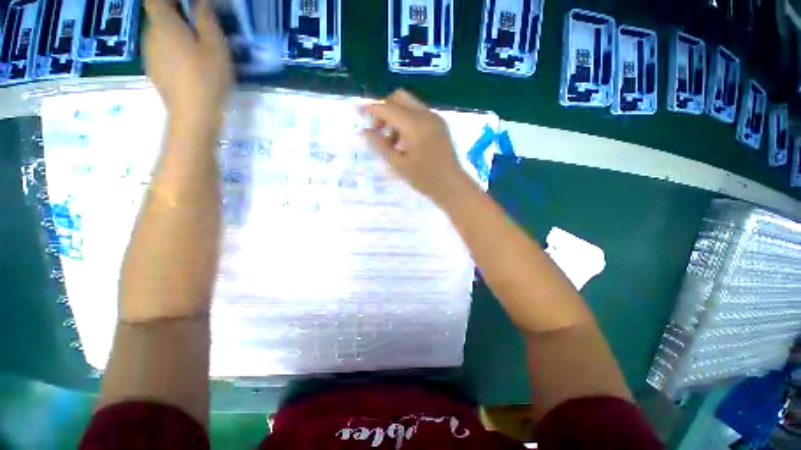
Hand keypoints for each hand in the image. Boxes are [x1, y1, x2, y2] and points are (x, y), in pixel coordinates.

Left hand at [144, 0, 232, 122]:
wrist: (193, 115)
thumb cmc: (206, 77)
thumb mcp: (214, 46)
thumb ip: (205, 18)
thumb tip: (199, 1)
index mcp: (163, 23)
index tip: (187, 3)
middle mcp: (150, 35)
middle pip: (158, 14)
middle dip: (175, 12)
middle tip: (198, 20)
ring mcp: (150, 55)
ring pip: (160, 33)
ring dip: (175, 32)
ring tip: (196, 44)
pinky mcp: (155, 70)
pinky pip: (161, 50)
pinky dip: (173, 48)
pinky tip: (189, 62)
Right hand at [363, 90, 468, 204]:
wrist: (452, 185)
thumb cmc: (424, 179)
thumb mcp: (398, 165)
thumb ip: (380, 146)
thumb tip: (363, 132)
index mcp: (415, 124)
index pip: (388, 108)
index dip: (371, 109)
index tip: (357, 113)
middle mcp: (426, 115)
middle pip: (399, 98)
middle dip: (384, 110)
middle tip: (377, 130)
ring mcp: (435, 118)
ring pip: (409, 105)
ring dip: (395, 116)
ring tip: (391, 141)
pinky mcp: (439, 124)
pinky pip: (418, 113)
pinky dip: (407, 120)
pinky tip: (404, 141)